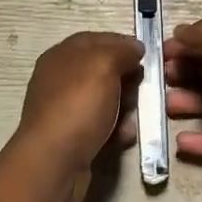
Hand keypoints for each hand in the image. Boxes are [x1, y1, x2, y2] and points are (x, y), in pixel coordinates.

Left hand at [16, 32, 144, 171]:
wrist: (54, 161)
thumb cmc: (78, 105)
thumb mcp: (103, 65)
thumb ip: (121, 50)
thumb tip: (135, 47)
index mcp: (61, 56)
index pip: (95, 39)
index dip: (121, 43)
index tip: (146, 54)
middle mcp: (60, 80)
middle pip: (102, 70)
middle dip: (126, 77)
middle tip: (143, 87)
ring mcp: (65, 109)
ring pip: (105, 99)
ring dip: (125, 105)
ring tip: (135, 114)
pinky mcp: (73, 137)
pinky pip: (101, 125)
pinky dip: (116, 129)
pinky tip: (125, 136)